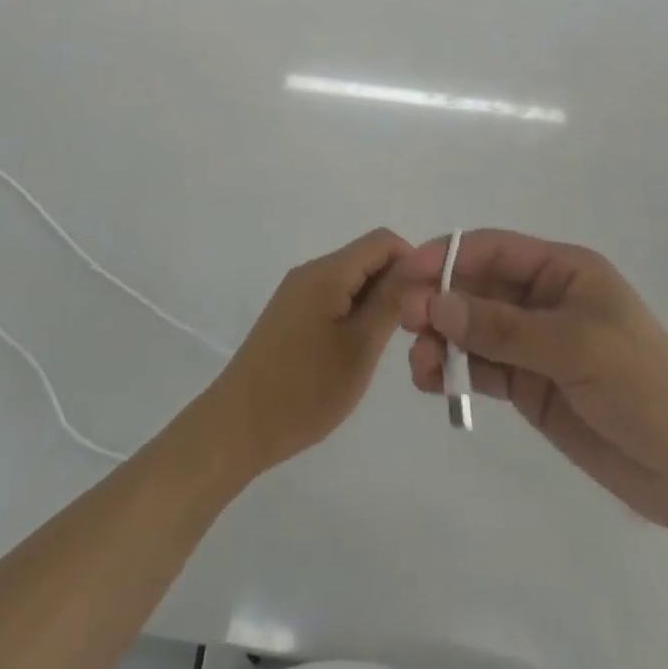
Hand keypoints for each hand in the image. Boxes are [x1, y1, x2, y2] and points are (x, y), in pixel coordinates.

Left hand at [199, 228, 412, 476]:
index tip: (430, 301)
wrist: (237, 427)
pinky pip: (333, 297)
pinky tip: (359, 349)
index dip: (412, 262)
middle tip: (414, 330)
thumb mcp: (359, 348)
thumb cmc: (304, 390)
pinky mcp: (290, 314)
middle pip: (366, 258)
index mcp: (327, 272)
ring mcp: (297, 293)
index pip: (382, 241)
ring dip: (376, 301)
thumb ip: (390, 302)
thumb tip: (419, 266)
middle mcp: (310, 272)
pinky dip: (354, 313)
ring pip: (350, 280)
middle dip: (396, 284)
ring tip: (388, 344)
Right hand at [401, 230, 667, 526]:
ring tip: (418, 365)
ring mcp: (534, 343)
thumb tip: (435, 304)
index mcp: (562, 271)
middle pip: (477, 288)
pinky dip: (454, 371)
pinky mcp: (529, 384)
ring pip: (473, 329)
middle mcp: (543, 299)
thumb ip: (502, 327)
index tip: (408, 272)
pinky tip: (432, 382)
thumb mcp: (574, 347)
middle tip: (404, 322)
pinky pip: (482, 368)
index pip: (494, 250)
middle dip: (439, 300)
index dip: (448, 255)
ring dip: (441, 339)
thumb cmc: (642, 385)